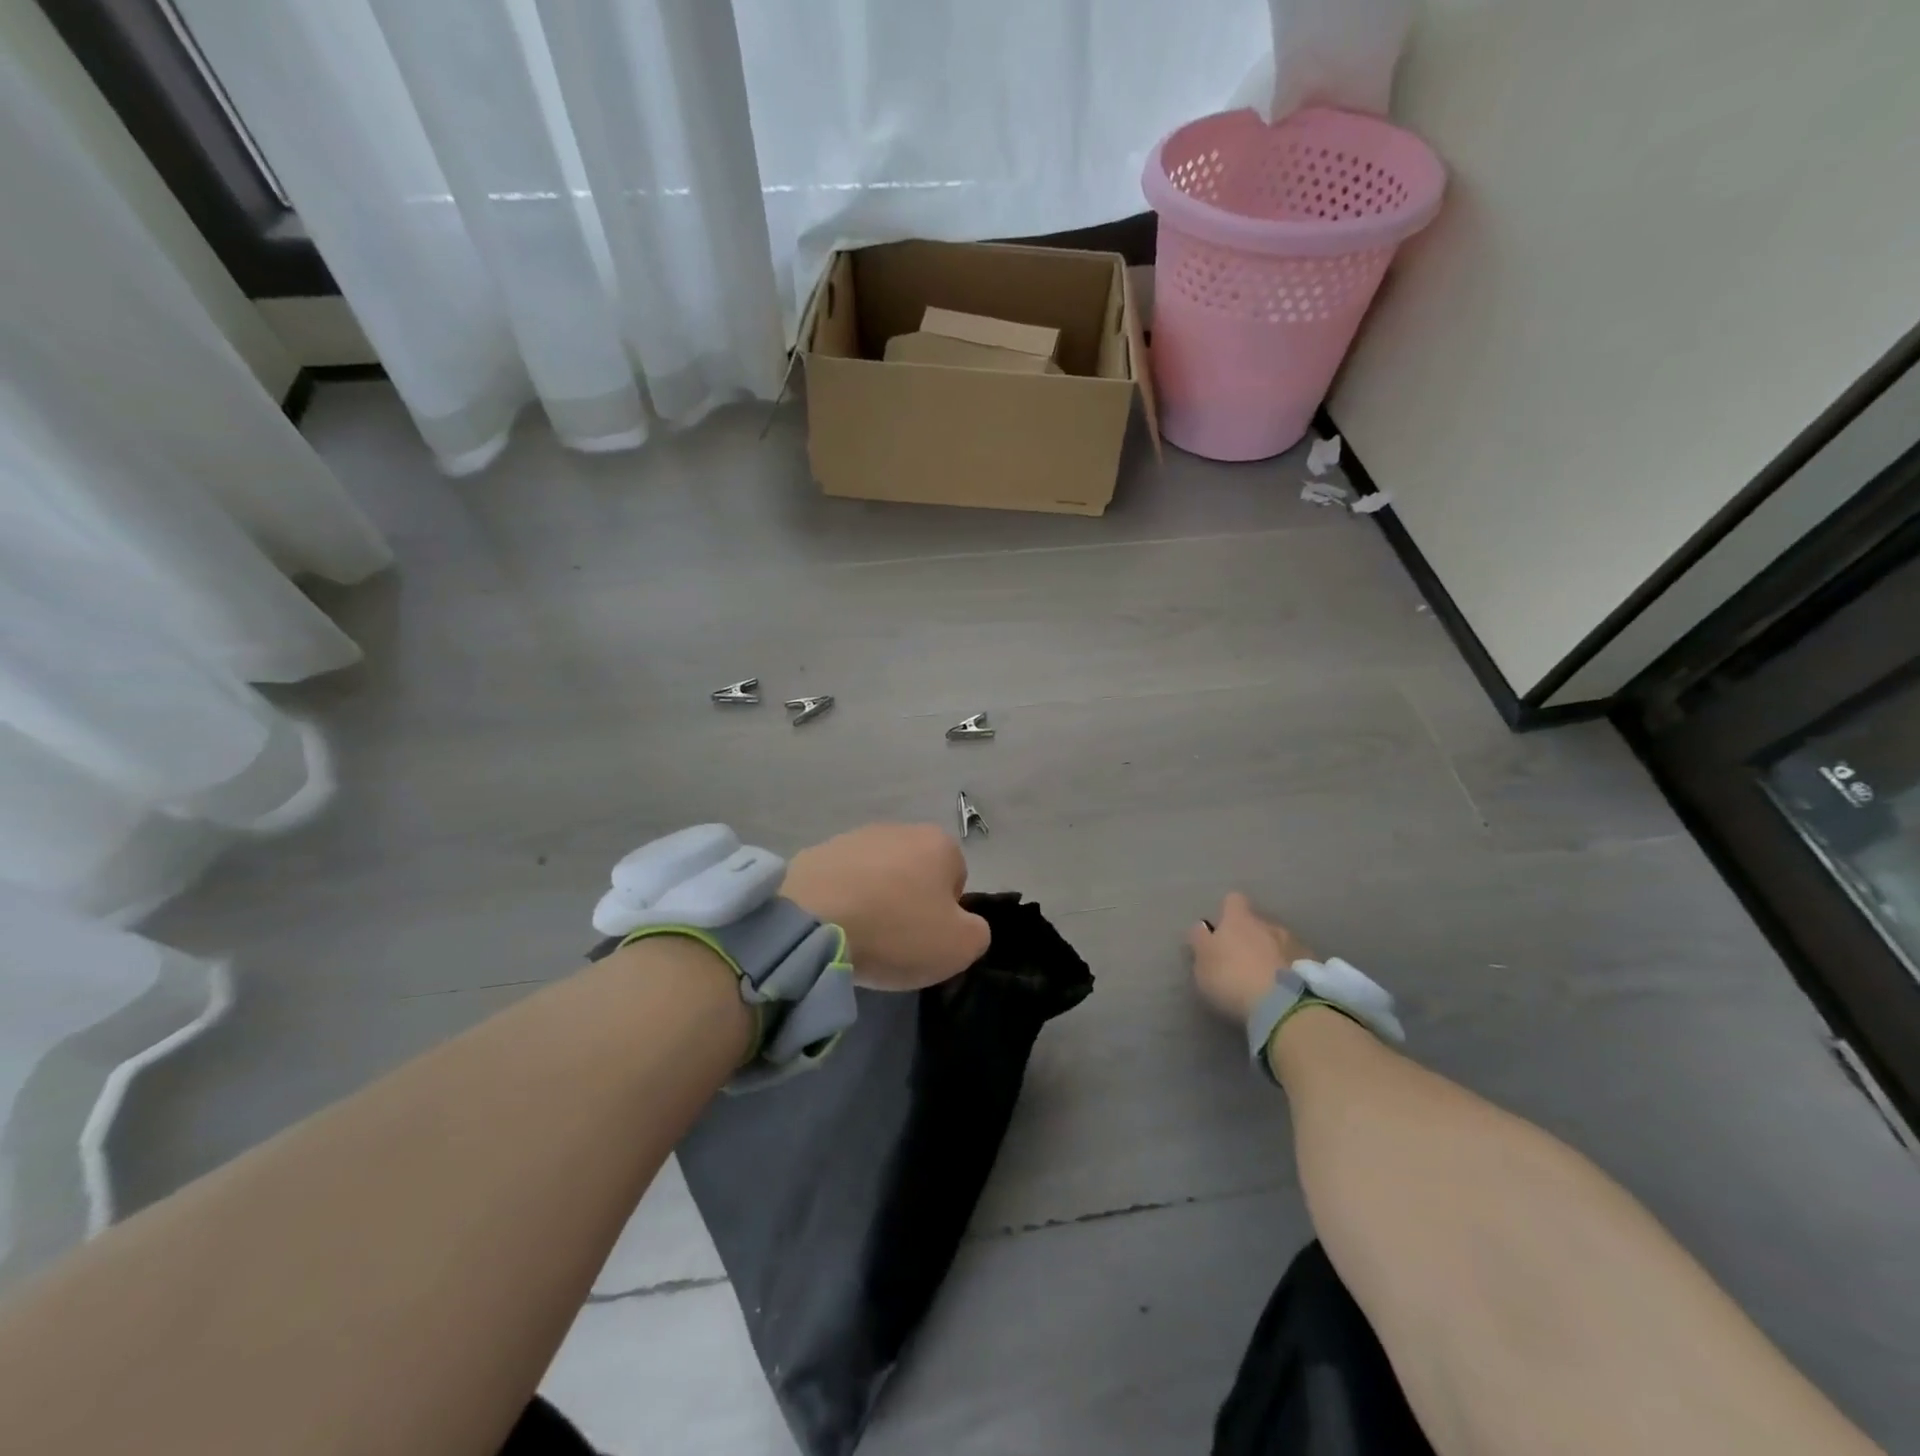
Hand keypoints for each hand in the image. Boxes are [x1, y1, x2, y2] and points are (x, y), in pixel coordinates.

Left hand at [782, 824, 990, 990]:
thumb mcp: (960, 946)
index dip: (945, 914)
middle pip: (915, 872)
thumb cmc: (896, 930)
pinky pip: (840, 881)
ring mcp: (854, 837)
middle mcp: (899, 828)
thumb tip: (964, 925)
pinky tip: (832, 926)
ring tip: (859, 935)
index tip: (925, 939)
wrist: (812, 922)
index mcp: (939, 843)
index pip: (956, 880)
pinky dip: (840, 900)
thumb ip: (977, 932)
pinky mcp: (816, 852)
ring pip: (876, 875)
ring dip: (873, 899)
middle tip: (894, 940)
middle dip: (908, 901)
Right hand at [1187, 892, 1315, 1022]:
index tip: (1222, 929)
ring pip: (1280, 942)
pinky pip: (1298, 963)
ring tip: (1266, 979)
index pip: (1233, 900)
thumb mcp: (1202, 962)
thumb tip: (1202, 927)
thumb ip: (1200, 941)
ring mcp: (1295, 944)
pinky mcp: (1315, 967)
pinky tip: (1285, 990)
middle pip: (1259, 923)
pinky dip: (1290, 971)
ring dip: (1273, 954)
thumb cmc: (1233, 979)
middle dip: (1252, 937)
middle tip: (1242, 961)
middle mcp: (1269, 924)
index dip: (1228, 912)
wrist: (1284, 1006)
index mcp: (1239, 920)